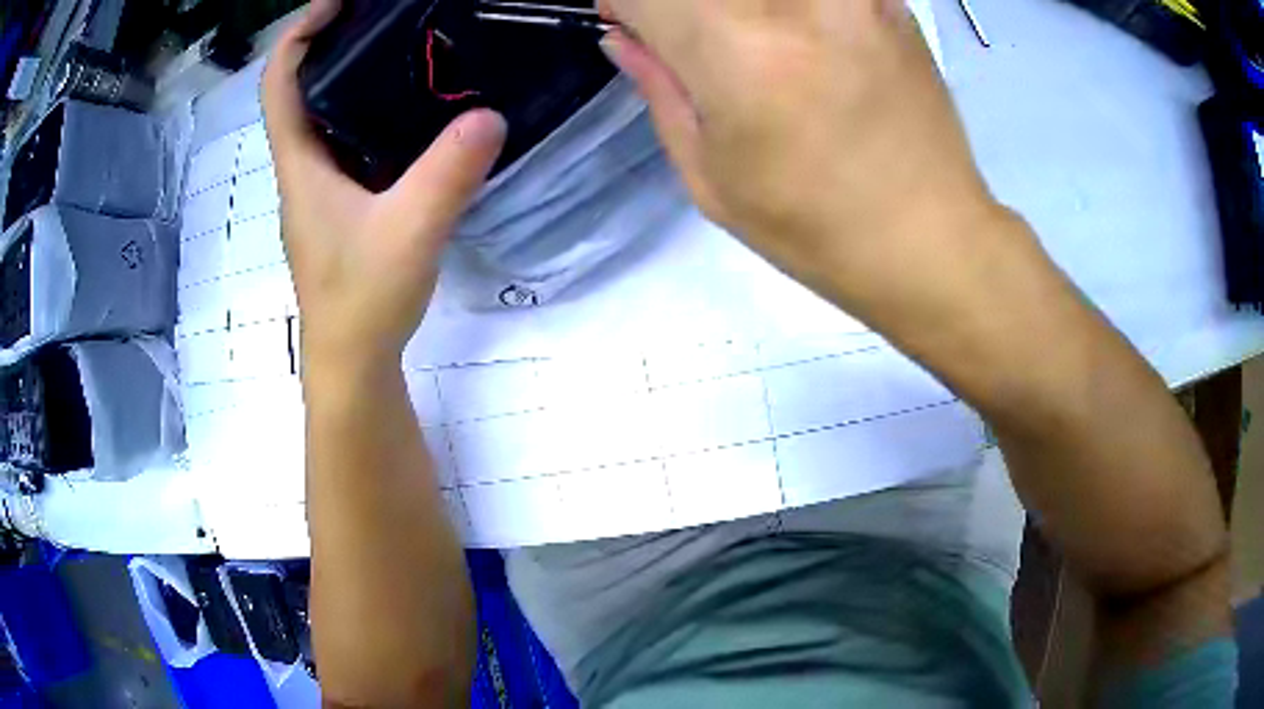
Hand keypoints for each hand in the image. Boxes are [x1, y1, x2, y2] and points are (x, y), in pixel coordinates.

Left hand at [263, 0, 505, 366]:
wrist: (353, 363)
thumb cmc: (363, 300)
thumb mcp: (410, 231)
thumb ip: (447, 173)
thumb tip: (491, 115)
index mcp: (301, 165)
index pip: (279, 85)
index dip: (297, 36)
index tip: (335, 3)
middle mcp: (302, 170)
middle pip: (299, 92)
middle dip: (328, 45)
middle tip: (379, 17)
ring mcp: (320, 190)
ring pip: (323, 118)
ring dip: (347, 78)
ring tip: (398, 50)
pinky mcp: (340, 208)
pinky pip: (346, 144)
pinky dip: (367, 114)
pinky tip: (408, 113)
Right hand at [599, 0, 1006, 312]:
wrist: (931, 239)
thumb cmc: (815, 227)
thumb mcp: (710, 175)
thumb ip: (659, 87)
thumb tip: (623, 35)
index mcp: (738, 49)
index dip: (626, 5)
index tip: (635, 29)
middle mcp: (794, 2)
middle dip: (681, 8)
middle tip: (692, 42)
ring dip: (734, 13)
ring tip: (752, 48)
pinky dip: (788, 14)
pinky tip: (801, 43)